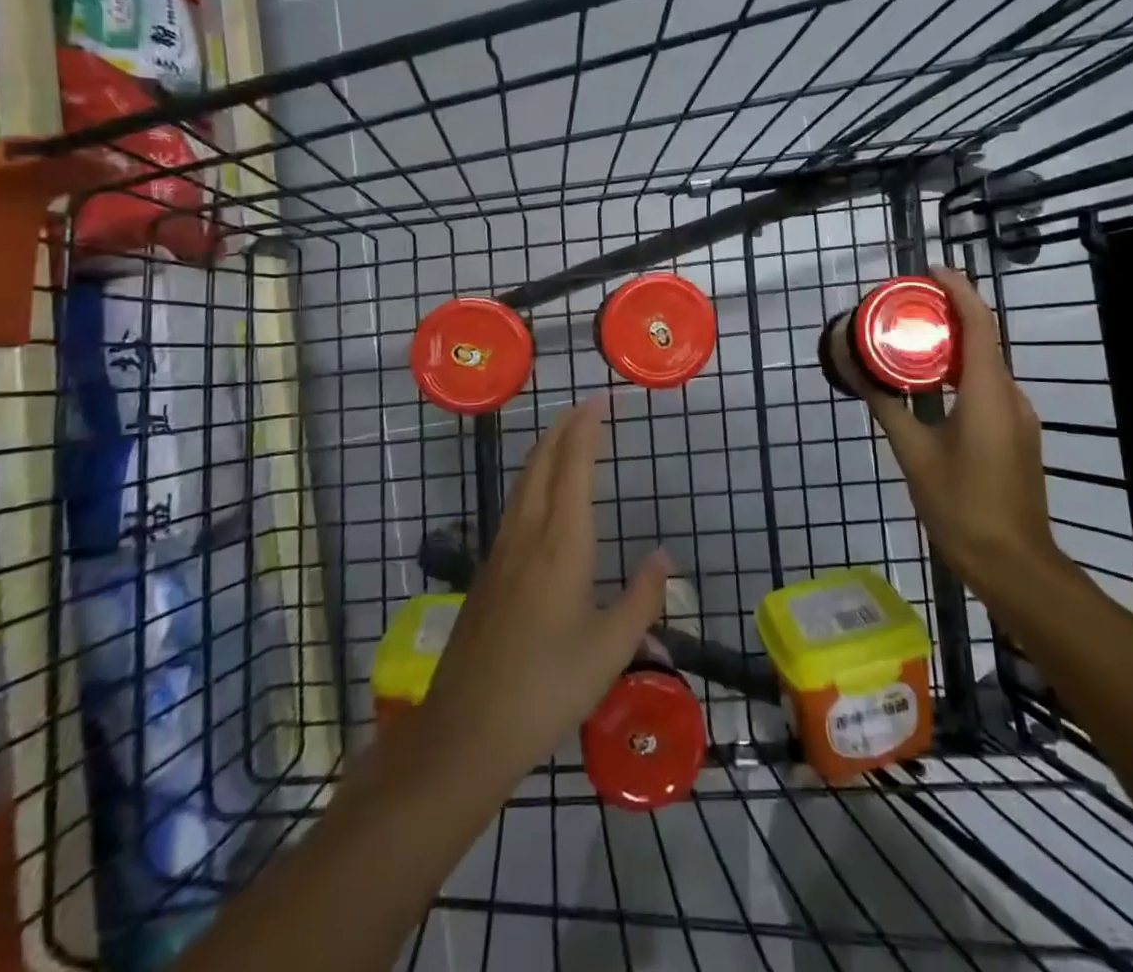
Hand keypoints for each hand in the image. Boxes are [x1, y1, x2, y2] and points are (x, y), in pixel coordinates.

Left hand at [414, 397, 670, 784]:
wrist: (467, 730)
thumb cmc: (548, 687)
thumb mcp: (611, 648)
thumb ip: (643, 597)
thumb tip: (665, 556)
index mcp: (562, 543)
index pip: (573, 466)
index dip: (585, 429)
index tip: (599, 402)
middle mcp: (528, 534)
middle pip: (542, 463)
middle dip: (562, 429)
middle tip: (584, 408)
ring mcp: (501, 552)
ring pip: (523, 483)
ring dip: (544, 451)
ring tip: (563, 437)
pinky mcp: (487, 573)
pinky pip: (513, 505)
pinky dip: (532, 480)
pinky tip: (538, 496)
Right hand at [833, 267, 1061, 596]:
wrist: (1013, 564)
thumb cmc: (960, 505)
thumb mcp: (913, 453)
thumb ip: (885, 406)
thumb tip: (853, 369)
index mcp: (987, 392)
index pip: (979, 322)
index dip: (958, 288)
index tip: (928, 270)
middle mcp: (1010, 395)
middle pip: (983, 338)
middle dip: (948, 314)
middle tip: (906, 308)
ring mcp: (1019, 417)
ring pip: (985, 366)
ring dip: (953, 347)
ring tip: (911, 342)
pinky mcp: (1017, 435)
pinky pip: (988, 389)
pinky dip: (960, 375)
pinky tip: (932, 389)